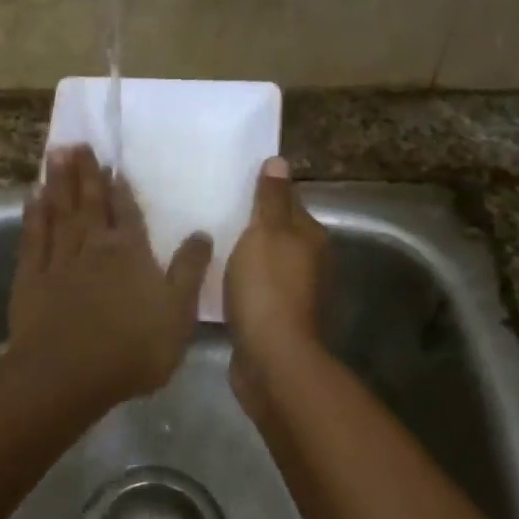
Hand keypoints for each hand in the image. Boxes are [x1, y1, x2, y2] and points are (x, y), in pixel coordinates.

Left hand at [9, 145, 212, 404]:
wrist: (69, 373)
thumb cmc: (133, 348)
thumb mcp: (178, 313)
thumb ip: (189, 271)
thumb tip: (202, 233)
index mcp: (130, 253)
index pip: (126, 211)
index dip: (120, 187)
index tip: (112, 163)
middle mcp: (93, 247)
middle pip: (89, 202)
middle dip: (85, 172)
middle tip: (77, 142)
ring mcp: (58, 260)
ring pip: (59, 211)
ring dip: (58, 182)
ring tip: (55, 153)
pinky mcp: (30, 278)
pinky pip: (33, 237)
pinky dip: (33, 215)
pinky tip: (32, 197)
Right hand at [225, 157, 328, 418]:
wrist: (270, 356)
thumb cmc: (267, 287)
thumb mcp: (266, 232)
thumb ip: (271, 199)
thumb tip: (279, 162)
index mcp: (310, 236)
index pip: (287, 201)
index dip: (261, 192)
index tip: (229, 185)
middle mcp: (309, 262)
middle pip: (277, 233)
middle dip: (249, 224)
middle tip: (210, 213)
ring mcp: (293, 293)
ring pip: (264, 263)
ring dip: (242, 256)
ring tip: (208, 245)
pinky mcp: (274, 319)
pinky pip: (254, 290)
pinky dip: (238, 283)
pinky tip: (214, 281)